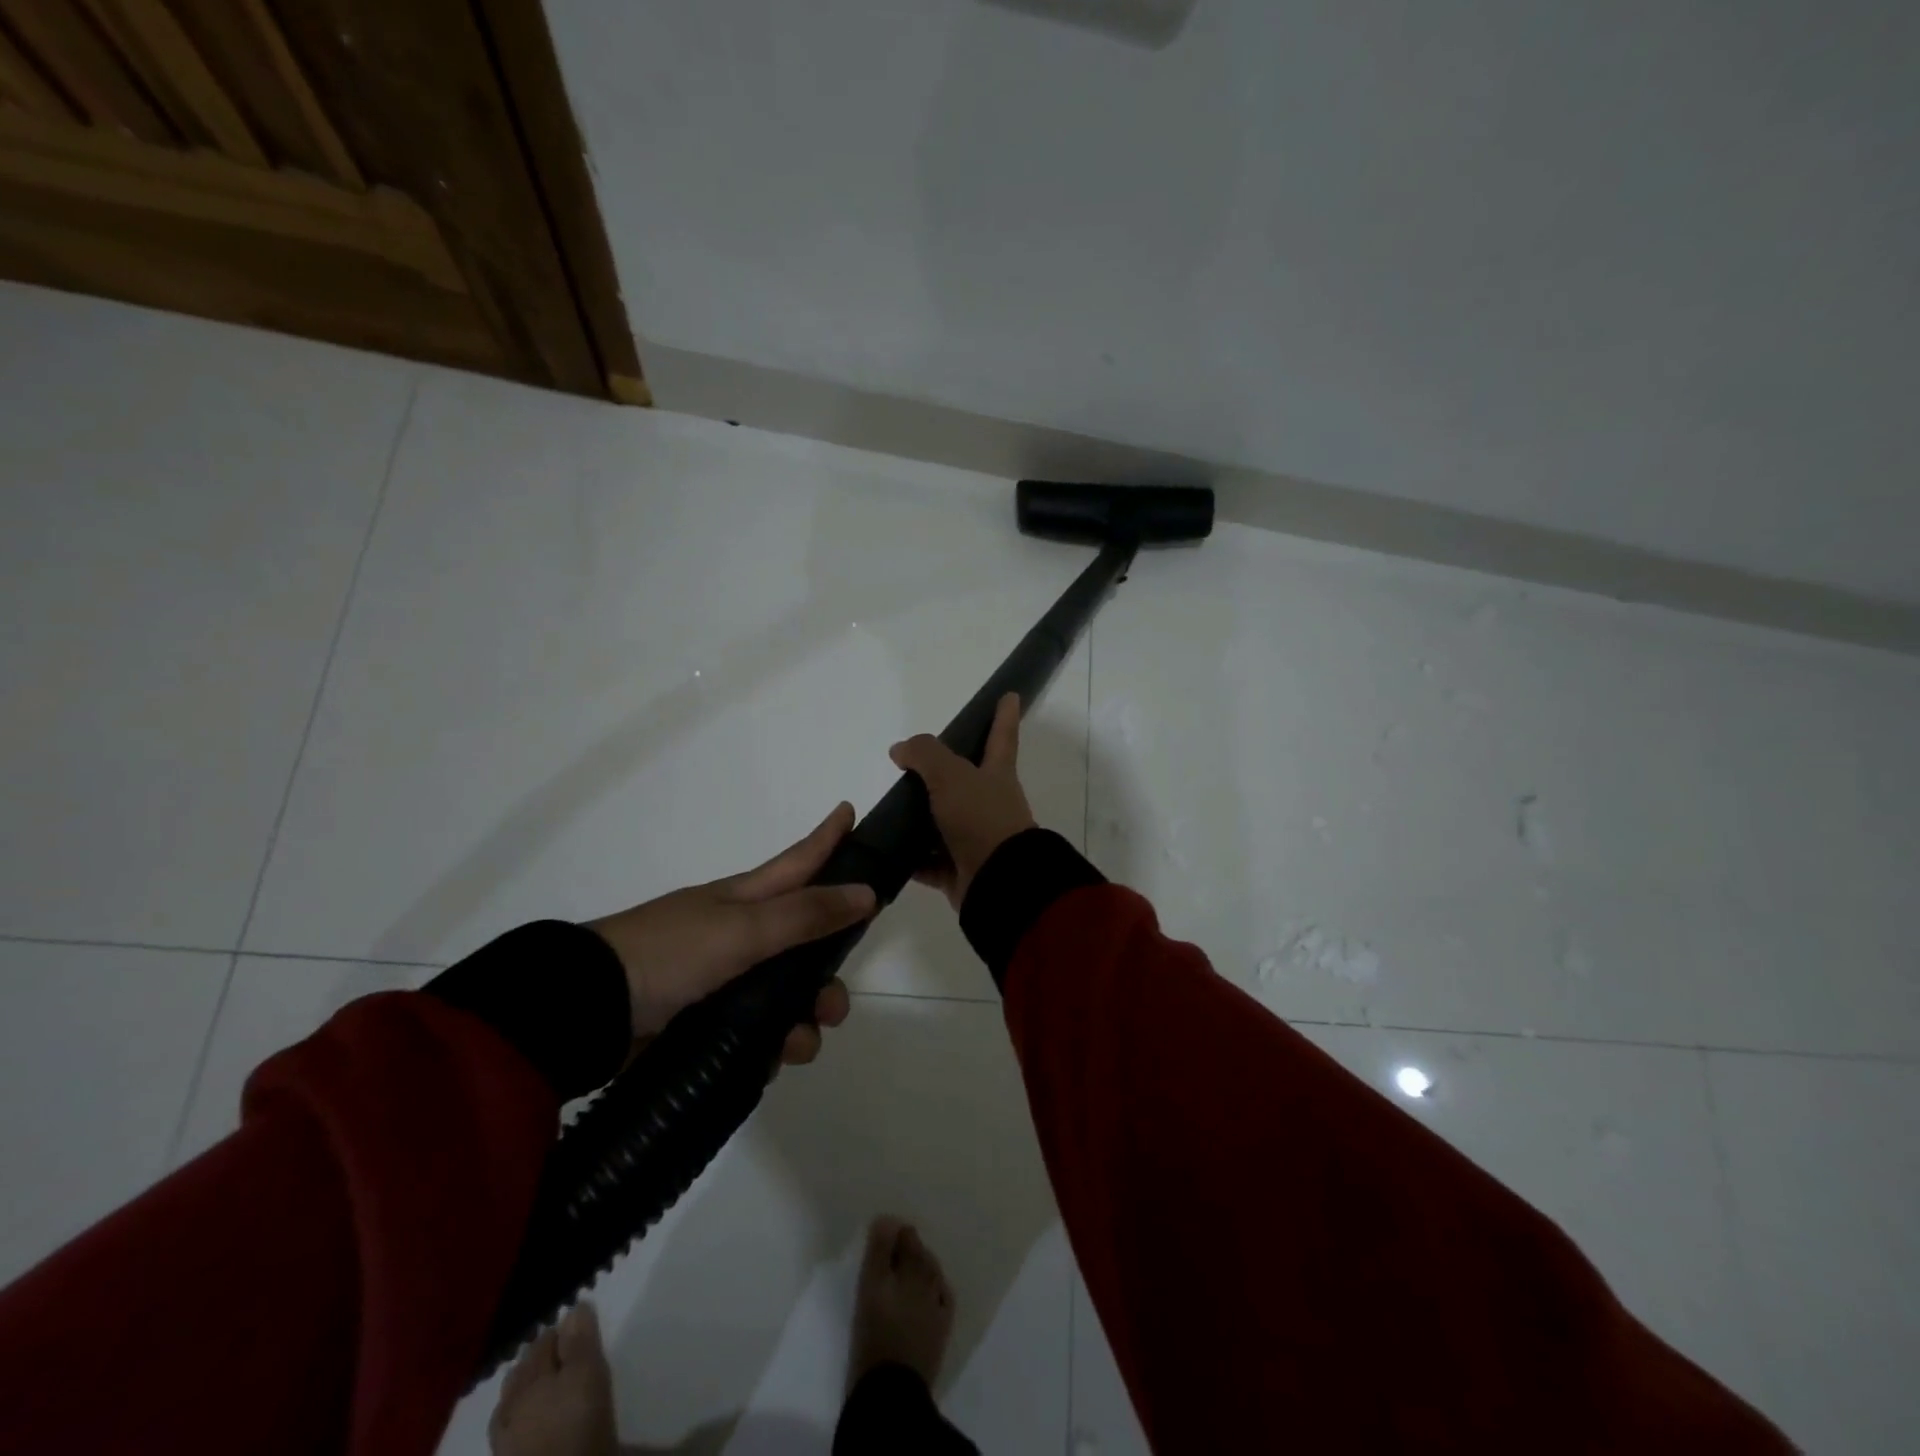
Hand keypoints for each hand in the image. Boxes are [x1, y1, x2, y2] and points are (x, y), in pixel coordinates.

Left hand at [587, 804, 876, 1066]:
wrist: (590, 1010)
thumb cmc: (670, 954)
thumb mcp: (742, 930)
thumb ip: (805, 915)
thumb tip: (866, 893)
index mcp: (746, 899)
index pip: (799, 862)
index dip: (827, 838)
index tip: (851, 810)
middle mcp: (741, 935)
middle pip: (804, 943)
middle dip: (828, 972)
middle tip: (835, 1005)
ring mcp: (723, 979)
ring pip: (785, 995)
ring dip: (803, 1021)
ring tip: (797, 1045)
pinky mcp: (707, 1022)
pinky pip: (758, 1033)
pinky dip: (770, 1047)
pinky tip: (769, 1062)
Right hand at [889, 693, 1037, 910]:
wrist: (997, 880)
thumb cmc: (981, 818)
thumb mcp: (951, 775)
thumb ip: (925, 755)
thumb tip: (900, 750)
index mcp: (996, 775)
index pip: (1002, 736)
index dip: (1005, 715)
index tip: (1011, 695)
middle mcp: (989, 804)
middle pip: (966, 781)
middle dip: (945, 773)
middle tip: (914, 765)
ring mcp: (975, 838)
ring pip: (943, 823)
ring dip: (920, 819)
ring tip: (889, 809)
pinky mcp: (959, 870)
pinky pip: (929, 862)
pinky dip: (911, 859)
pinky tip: (887, 851)